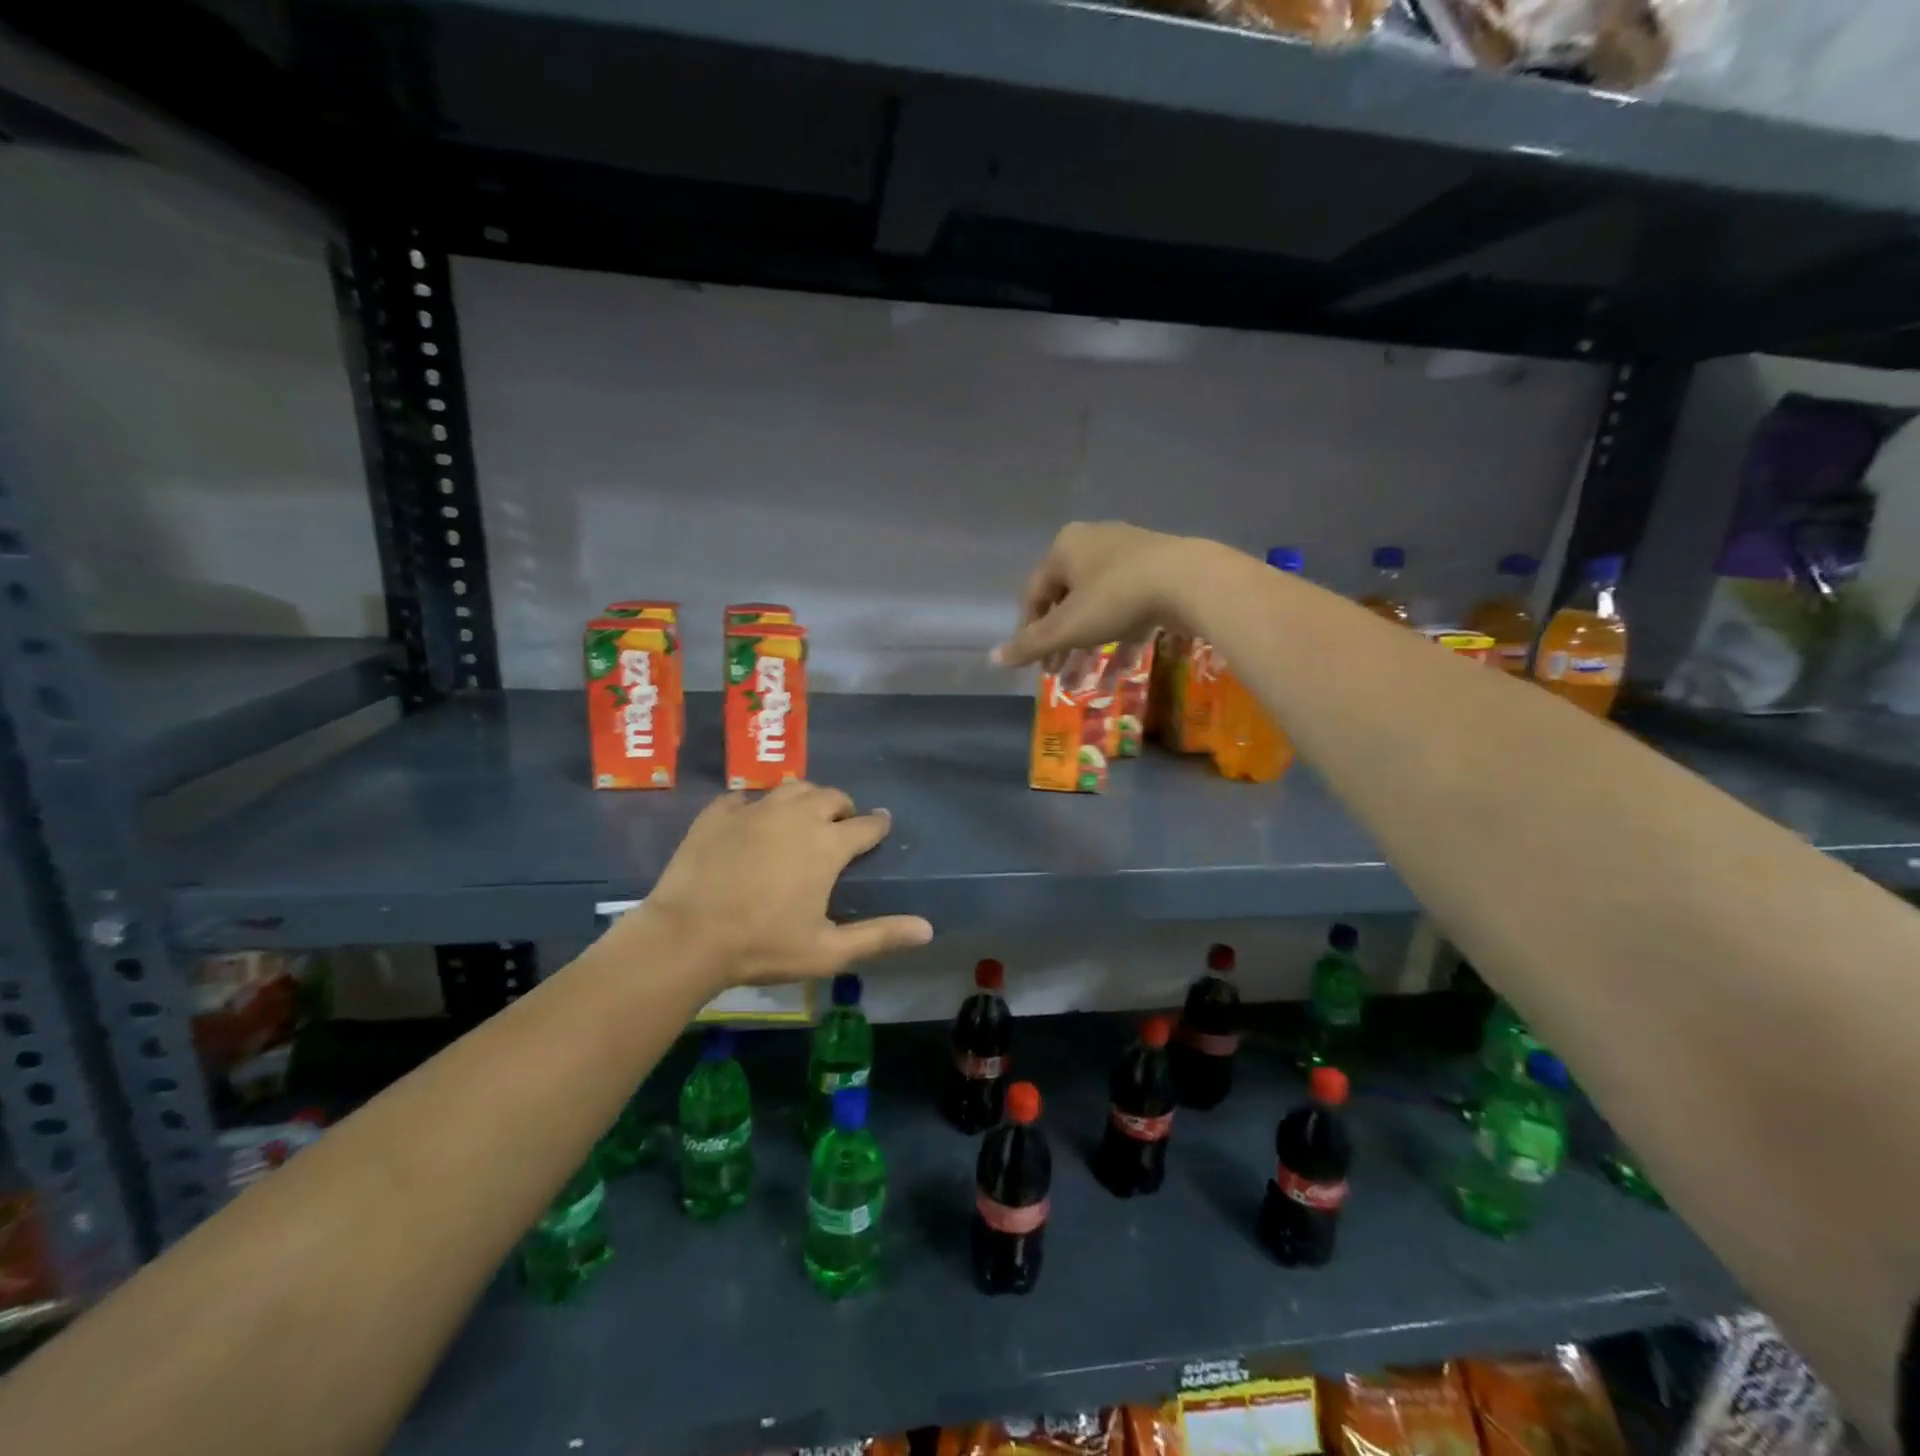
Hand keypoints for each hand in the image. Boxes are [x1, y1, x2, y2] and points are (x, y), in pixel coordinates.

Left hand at [640, 782, 932, 987]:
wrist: (686, 937)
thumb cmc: (763, 945)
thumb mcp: (828, 950)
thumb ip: (880, 935)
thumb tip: (928, 929)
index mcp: (827, 844)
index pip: (866, 825)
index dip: (878, 825)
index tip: (882, 826)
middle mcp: (796, 815)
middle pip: (832, 796)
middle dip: (843, 808)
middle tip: (841, 826)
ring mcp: (755, 809)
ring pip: (793, 788)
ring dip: (806, 798)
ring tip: (803, 817)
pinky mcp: (719, 812)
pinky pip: (747, 797)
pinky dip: (758, 807)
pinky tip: (753, 824)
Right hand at [991, 521, 1207, 667]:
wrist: (1190, 580)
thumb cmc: (1116, 598)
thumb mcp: (1067, 627)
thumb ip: (1030, 644)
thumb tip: (993, 658)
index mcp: (1065, 546)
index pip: (1034, 592)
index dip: (1028, 630)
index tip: (1033, 662)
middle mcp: (1093, 541)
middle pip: (1066, 598)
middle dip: (1061, 640)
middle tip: (1056, 671)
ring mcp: (1129, 553)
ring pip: (1098, 605)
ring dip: (1088, 643)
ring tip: (1084, 676)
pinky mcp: (1158, 569)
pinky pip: (1127, 606)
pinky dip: (1119, 635)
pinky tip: (1120, 667)